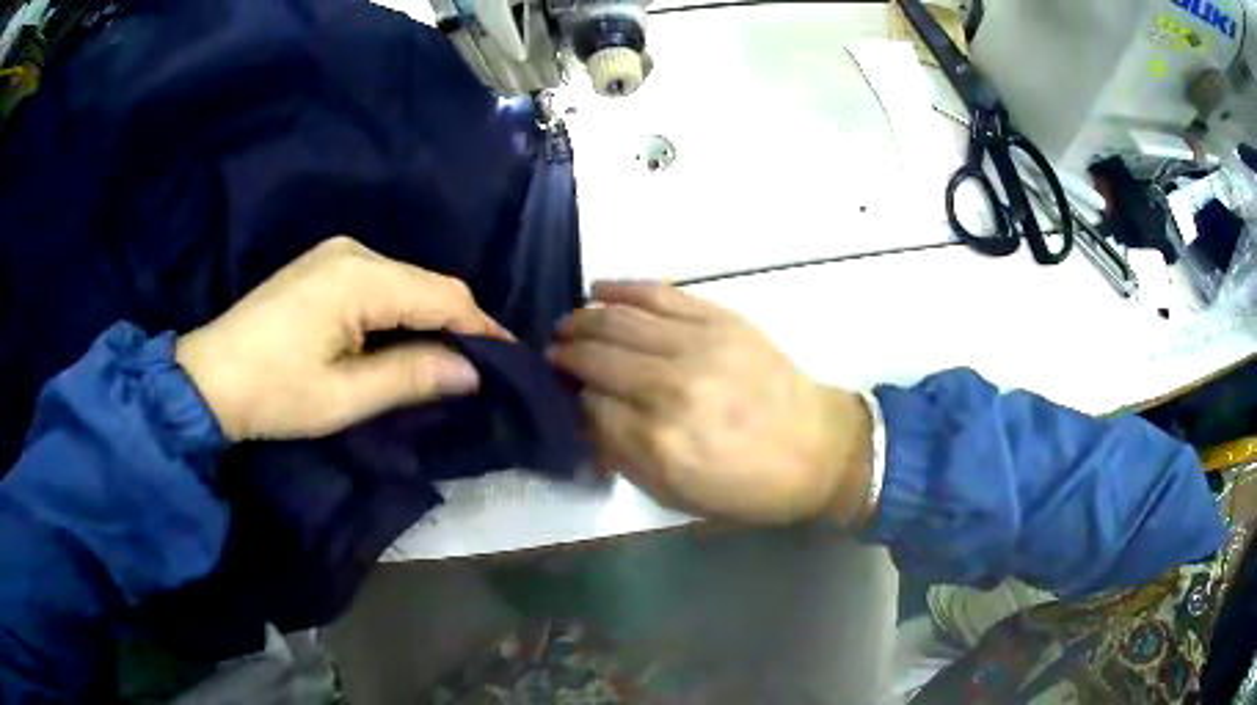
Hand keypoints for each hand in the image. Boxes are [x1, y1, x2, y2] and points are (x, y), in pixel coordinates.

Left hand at [175, 237, 511, 440]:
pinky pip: (382, 282)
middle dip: (458, 323)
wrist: (209, 378)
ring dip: (431, 317)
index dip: (481, 327)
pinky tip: (406, 338)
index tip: (511, 359)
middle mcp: (354, 252)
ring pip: (407, 282)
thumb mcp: (344, 396)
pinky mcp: (324, 266)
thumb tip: (472, 371)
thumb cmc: (274, 393)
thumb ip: (412, 376)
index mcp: (359, 278)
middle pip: (427, 283)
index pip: (442, 295)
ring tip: (450, 358)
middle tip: (482, 367)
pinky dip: (403, 310)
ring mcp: (336, 255)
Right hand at [550, 282, 871, 525]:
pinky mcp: (721, 319)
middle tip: (554, 354)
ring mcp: (698, 346)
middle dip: (566, 354)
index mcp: (658, 444)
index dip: (569, 397)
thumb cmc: (747, 487)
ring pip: (618, 320)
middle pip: (595, 357)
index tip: (562, 394)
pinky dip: (622, 288)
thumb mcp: (677, 496)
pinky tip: (598, 290)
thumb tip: (585, 416)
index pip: (587, 406)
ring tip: (569, 324)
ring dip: (584, 319)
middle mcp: (670, 389)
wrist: (819, 450)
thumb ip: (622, 457)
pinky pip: (659, 293)